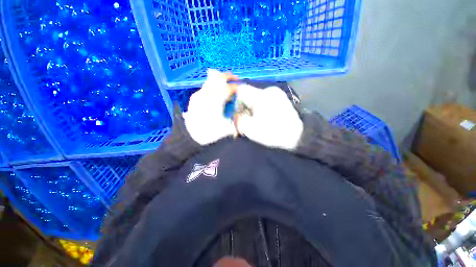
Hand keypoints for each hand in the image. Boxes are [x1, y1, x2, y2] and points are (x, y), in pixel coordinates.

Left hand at [183, 69, 237, 144]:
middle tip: (236, 78)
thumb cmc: (210, 133)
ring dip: (220, 79)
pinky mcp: (195, 96)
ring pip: (211, 80)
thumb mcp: (226, 128)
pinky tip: (217, 90)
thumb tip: (242, 111)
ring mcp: (199, 94)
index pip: (228, 89)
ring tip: (227, 81)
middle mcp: (206, 95)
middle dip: (228, 77)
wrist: (191, 135)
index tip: (241, 89)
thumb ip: (236, 118)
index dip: (236, 87)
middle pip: (218, 79)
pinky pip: (206, 86)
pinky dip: (214, 85)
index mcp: (215, 102)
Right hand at [235, 85, 302, 150]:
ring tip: (258, 119)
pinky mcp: (281, 98)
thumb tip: (236, 114)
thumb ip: (239, 119)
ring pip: (257, 97)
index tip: (239, 113)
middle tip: (248, 118)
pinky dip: (261, 107)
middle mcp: (269, 90)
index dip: (236, 101)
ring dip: (253, 107)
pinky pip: (265, 99)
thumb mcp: (251, 129)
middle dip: (245, 106)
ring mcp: (276, 93)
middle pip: (249, 94)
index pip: (241, 90)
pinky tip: (266, 116)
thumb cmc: (273, 133)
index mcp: (261, 96)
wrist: (297, 135)